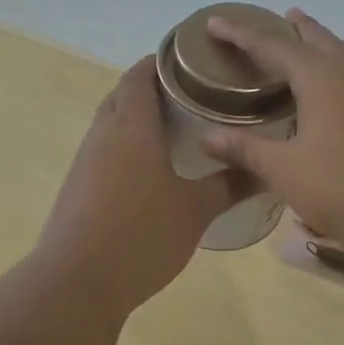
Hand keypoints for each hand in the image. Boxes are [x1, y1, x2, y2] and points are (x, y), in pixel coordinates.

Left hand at [34, 57, 244, 320]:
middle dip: (152, 89)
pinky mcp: (77, 187)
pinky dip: (126, 147)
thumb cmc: (142, 235)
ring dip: (137, 119)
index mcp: (132, 126)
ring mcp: (85, 161)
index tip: (192, 62)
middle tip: (192, 97)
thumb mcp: (196, 211)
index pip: (140, 74)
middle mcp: (103, 134)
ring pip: (111, 124)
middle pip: (123, 95)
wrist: (76, 283)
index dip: (162, 61)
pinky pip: (104, 151)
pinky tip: (149, 172)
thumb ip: (230, 185)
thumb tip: (267, 170)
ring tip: (176, 131)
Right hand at [200, 9, 343, 253]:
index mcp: (321, 78)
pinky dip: (343, 72)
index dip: (241, 34)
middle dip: (296, 29)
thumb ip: (246, 151)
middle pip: (318, 40)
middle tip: (282, 16)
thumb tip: (206, 137)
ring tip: (311, 46)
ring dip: (324, 46)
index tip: (215, 22)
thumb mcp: (287, 171)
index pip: (271, 46)